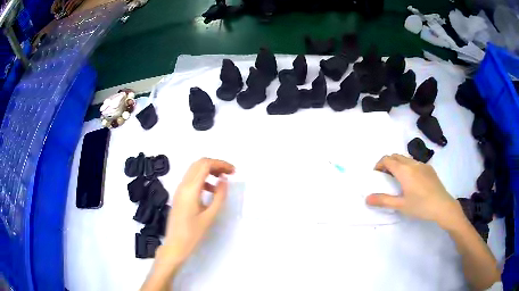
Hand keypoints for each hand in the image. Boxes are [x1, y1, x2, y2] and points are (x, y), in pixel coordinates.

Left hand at [160, 158, 234, 265]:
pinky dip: (202, 179)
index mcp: (190, 189)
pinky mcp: (179, 195)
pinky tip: (211, 190)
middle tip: (229, 173)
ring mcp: (179, 189)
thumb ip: (219, 196)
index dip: (220, 164)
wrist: (175, 245)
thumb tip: (224, 180)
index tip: (233, 171)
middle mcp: (183, 185)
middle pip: (199, 164)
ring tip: (222, 180)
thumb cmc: (193, 234)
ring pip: (194, 170)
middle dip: (215, 164)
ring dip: (209, 170)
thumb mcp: (210, 216)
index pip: (205, 165)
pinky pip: (191, 179)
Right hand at [366, 154, 462, 228]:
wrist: (442, 205)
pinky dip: (408, 167)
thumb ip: (383, 200)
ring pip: (406, 158)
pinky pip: (415, 163)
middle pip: (396, 156)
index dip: (379, 164)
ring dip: (398, 164)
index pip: (387, 159)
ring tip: (398, 179)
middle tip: (385, 177)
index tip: (376, 174)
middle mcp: (412, 163)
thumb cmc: (420, 206)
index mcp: (404, 171)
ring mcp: (422, 164)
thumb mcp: (400, 205)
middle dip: (388, 163)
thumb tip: (367, 198)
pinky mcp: (429, 168)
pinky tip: (413, 181)